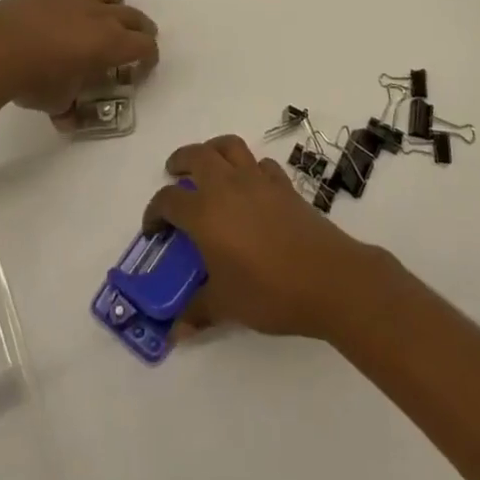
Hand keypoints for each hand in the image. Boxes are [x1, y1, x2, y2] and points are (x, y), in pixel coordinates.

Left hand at [0, 0, 158, 117]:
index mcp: (111, 43)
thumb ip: (69, 108)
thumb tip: (67, 118)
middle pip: (134, 16)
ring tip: (103, 15)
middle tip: (133, 42)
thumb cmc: (35, 79)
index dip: (148, 57)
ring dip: (111, 2)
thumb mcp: (57, 103)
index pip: (145, 46)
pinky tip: (59, 12)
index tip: (141, 69)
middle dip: (139, 30)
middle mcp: (100, 15)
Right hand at [143, 135, 382, 340]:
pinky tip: (250, 186)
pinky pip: (261, 164)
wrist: (326, 278)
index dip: (155, 211)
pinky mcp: (283, 184)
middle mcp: (227, 186)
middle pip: (197, 155)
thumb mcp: (227, 306)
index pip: (169, 200)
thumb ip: (198, 311)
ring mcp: (258, 180)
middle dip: (180, 160)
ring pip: (230, 146)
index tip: (153, 228)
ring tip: (209, 166)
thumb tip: (175, 333)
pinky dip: (249, 167)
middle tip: (175, 174)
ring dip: (213, 150)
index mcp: (205, 212)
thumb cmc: (269, 291)